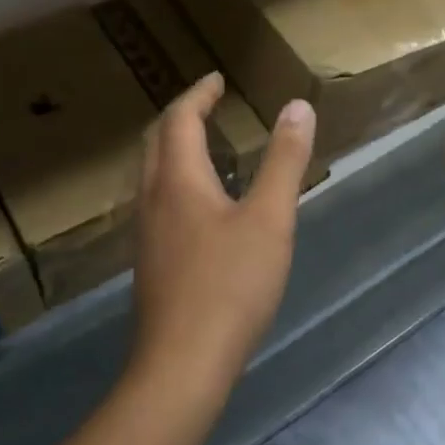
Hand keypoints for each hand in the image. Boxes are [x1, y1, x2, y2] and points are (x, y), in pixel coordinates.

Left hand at [134, 73, 314, 393]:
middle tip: (208, 103)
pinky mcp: (152, 261)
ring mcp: (147, 233)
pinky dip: (178, 179)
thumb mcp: (270, 219)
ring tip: (207, 144)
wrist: (182, 365)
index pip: (180, 119)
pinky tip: (203, 204)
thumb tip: (297, 107)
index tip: (217, 79)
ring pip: (154, 173)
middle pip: (157, 142)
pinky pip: (159, 200)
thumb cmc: (230, 285)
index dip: (199, 94)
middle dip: (181, 115)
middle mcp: (153, 199)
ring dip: (176, 147)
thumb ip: (284, 161)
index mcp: (178, 180)